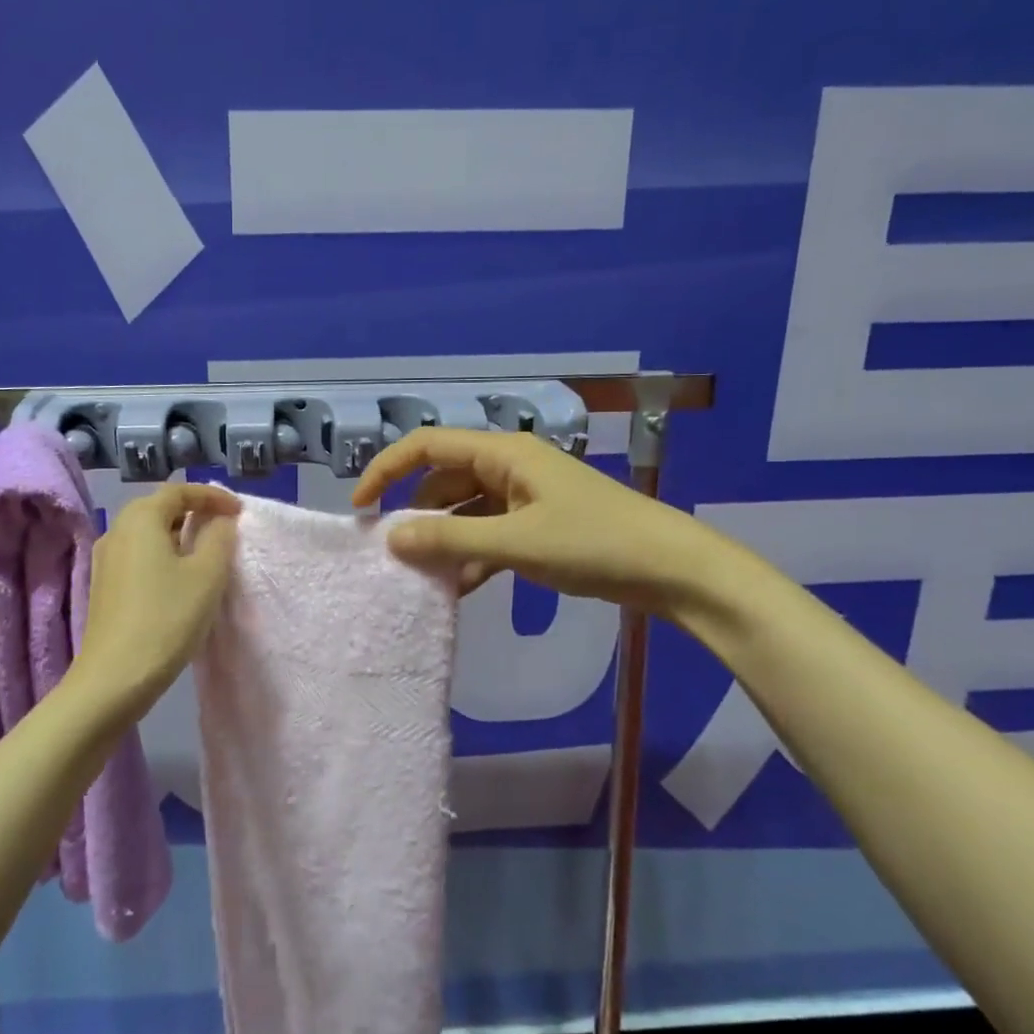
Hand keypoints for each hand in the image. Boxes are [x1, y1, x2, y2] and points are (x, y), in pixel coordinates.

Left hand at [77, 482, 239, 706]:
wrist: (114, 677)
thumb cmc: (166, 618)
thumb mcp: (207, 575)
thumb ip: (220, 538)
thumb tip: (220, 521)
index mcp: (140, 518)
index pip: (179, 491)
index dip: (212, 496)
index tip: (239, 512)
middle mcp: (117, 529)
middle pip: (160, 507)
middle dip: (194, 511)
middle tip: (225, 527)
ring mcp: (105, 558)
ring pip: (148, 531)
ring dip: (179, 533)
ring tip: (207, 552)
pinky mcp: (104, 584)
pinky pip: (138, 553)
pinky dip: (163, 553)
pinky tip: (179, 577)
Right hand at [350, 427, 720, 614]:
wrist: (673, 570)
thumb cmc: (594, 543)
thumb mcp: (516, 543)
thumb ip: (451, 538)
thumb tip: (390, 538)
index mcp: (503, 453)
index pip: (427, 445)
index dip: (387, 469)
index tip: (360, 506)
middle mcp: (509, 467)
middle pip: (443, 479)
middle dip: (415, 513)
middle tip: (392, 551)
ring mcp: (525, 497)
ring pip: (465, 510)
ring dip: (444, 539)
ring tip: (425, 577)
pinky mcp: (538, 526)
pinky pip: (489, 533)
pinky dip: (472, 555)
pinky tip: (461, 588)